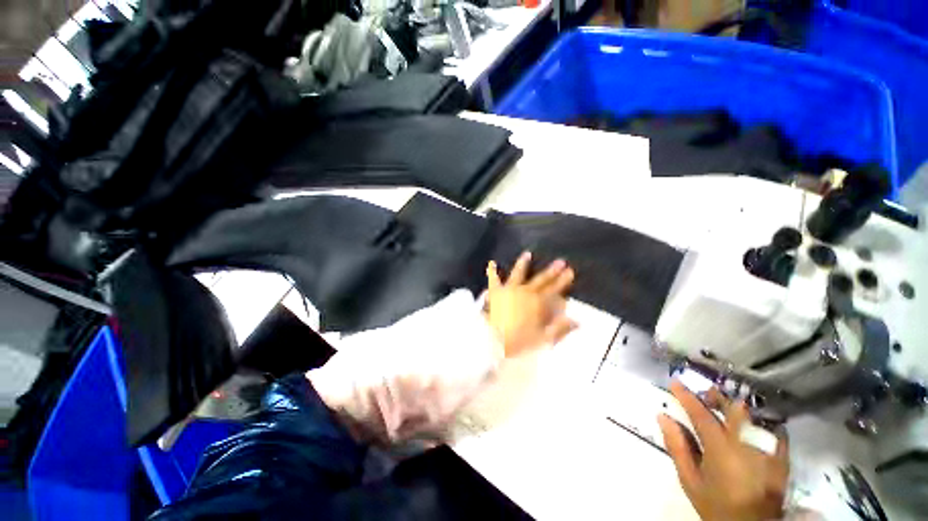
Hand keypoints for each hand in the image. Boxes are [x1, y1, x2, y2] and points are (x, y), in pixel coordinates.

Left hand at [485, 251, 576, 357]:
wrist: (495, 340)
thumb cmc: (520, 341)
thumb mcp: (543, 337)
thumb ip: (560, 327)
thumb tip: (577, 320)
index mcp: (537, 303)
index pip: (554, 289)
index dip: (563, 281)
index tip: (570, 272)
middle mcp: (524, 292)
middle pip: (540, 279)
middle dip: (552, 270)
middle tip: (560, 261)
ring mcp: (509, 290)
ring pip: (517, 274)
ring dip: (523, 263)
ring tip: (527, 253)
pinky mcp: (495, 293)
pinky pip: (493, 280)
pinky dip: (492, 272)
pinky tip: (491, 263)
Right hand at [659, 382, 788, 520]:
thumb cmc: (717, 505)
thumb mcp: (690, 480)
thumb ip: (677, 447)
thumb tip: (663, 417)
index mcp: (720, 449)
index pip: (701, 414)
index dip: (686, 396)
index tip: (675, 382)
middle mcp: (746, 444)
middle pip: (732, 408)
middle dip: (716, 396)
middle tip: (704, 394)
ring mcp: (767, 449)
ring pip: (752, 415)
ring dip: (735, 406)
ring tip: (725, 405)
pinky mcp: (782, 456)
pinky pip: (771, 427)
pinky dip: (757, 419)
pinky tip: (750, 422)